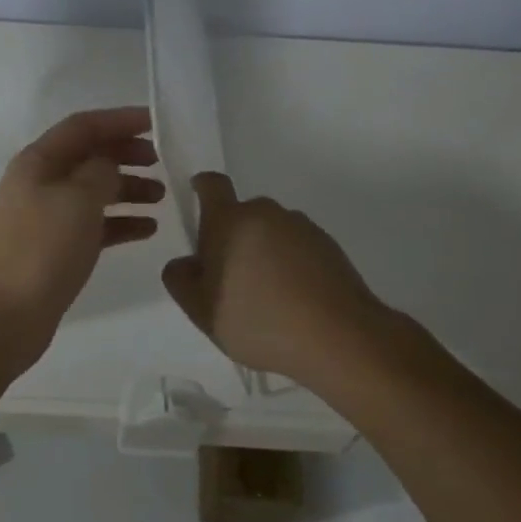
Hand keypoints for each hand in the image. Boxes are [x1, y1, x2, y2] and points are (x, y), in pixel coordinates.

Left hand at [0, 107, 164, 375]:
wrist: (3, 316)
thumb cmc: (41, 249)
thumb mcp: (78, 200)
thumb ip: (101, 171)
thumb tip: (110, 165)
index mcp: (38, 162)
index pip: (83, 126)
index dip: (120, 119)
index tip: (157, 122)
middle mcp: (40, 183)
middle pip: (89, 156)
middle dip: (126, 154)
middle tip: (161, 162)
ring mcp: (47, 217)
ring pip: (94, 191)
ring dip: (128, 189)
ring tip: (162, 198)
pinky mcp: (56, 248)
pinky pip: (94, 224)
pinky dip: (121, 222)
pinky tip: (149, 229)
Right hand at [161, 172, 393, 388]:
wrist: (339, 337)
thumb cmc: (259, 321)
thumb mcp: (202, 311)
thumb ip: (181, 281)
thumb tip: (185, 262)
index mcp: (229, 220)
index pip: (212, 184)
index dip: (202, 188)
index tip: (199, 204)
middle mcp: (266, 212)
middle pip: (241, 214)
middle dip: (232, 238)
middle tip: (230, 280)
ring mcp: (301, 227)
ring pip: (271, 232)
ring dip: (263, 252)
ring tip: (267, 298)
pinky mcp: (329, 245)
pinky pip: (298, 247)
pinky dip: (291, 265)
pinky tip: (294, 302)